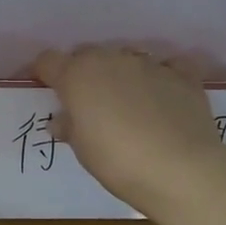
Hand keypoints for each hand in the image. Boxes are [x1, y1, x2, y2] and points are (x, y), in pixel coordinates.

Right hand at [33, 46, 225, 212]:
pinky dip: (162, 76)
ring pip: (125, 58)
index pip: (48, 60)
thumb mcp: (82, 150)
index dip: (44, 73)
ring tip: (128, 104)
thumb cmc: (117, 162)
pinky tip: (164, 95)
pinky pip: (167, 66)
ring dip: (120, 74)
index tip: (46, 90)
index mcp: (77, 75)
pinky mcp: (182, 75)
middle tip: (87, 103)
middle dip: (83, 73)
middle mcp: (111, 59)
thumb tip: (62, 120)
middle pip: (87, 55)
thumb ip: (69, 127)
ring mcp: (149, 64)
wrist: (180, 169)